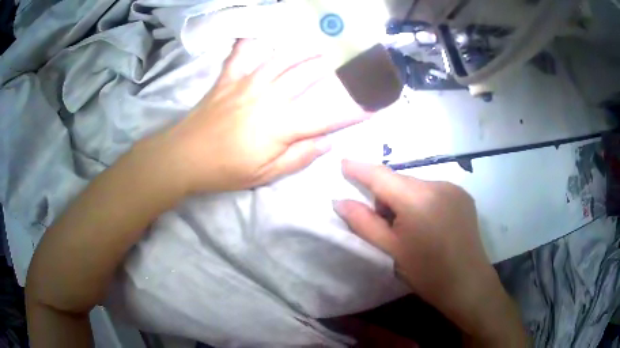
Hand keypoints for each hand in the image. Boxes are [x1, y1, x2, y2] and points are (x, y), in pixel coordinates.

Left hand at [158, 39, 369, 192]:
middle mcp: (269, 97)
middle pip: (306, 76)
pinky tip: (258, 35)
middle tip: (344, 65)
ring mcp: (247, 83)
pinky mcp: (228, 79)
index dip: (352, 112)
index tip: (372, 106)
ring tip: (317, 46)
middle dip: (329, 70)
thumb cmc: (226, 170)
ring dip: (302, 51)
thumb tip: (328, 143)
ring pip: (281, 59)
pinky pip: (241, 54)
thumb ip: (299, 158)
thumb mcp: (266, 175)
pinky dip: (250, 42)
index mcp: (282, 125)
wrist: (185, 157)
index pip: (326, 116)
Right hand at [333, 160, 526, 345]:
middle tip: (385, 224)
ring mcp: (453, 188)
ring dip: (405, 199)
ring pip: (416, 186)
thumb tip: (340, 201)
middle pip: (400, 181)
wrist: (467, 283)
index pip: (381, 175)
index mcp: (417, 199)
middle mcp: (437, 184)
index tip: (343, 163)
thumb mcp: (391, 250)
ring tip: (410, 228)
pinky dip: (423, 201)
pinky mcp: (463, 195)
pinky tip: (429, 224)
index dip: (360, 168)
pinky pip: (433, 191)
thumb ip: (363, 222)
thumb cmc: (426, 272)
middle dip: (386, 196)